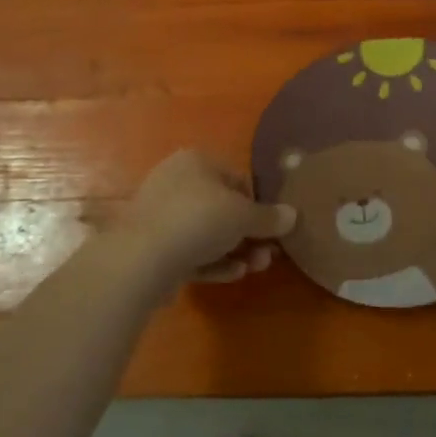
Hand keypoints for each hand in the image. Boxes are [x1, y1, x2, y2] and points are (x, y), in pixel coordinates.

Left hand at [114, 151, 295, 292]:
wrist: (142, 257)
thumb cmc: (199, 219)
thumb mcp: (244, 216)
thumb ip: (269, 217)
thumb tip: (293, 215)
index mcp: (196, 161)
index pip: (236, 179)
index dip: (258, 203)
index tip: (273, 227)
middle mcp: (176, 182)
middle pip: (222, 208)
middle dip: (248, 234)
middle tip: (268, 254)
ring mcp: (161, 215)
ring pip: (207, 233)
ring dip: (235, 251)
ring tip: (255, 268)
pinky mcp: (153, 246)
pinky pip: (190, 251)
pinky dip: (213, 262)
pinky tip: (233, 275)